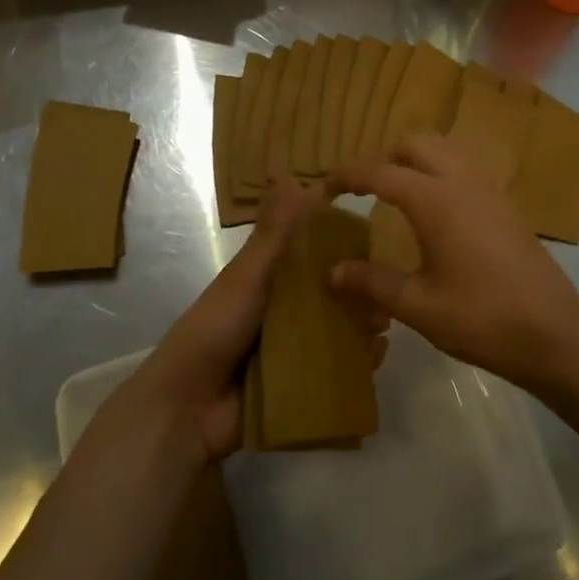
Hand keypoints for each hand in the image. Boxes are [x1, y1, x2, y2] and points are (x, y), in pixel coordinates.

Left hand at [124, 177, 389, 463]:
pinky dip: (359, 364)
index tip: (377, 237)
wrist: (189, 407)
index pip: (314, 257)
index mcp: (271, 282)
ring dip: (364, 326)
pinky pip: (339, 370)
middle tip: (389, 288)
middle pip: (333, 296)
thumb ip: (274, 234)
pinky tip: (378, 355)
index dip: (343, 247)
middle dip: (361, 291)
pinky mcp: (304, 385)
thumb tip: (287, 172)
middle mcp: (287, 313)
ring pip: (340, 332)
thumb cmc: (216, 329)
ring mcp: (296, 351)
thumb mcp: (248, 275)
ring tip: (387, 321)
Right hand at [329, 132, 578, 391]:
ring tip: (396, 198)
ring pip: (446, 151)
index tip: (322, 192)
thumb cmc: (482, 318)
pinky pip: (466, 171)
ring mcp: (491, 191)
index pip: (379, 172)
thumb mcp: (419, 305)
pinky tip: (436, 215)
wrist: (554, 333)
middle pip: (416, 144)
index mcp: (436, 200)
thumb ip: (373, 282)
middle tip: (363, 192)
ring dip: (415, 162)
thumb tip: (333, 271)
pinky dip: (441, 175)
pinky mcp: (507, 207)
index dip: (346, 177)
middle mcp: (463, 182)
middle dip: (384, 158)